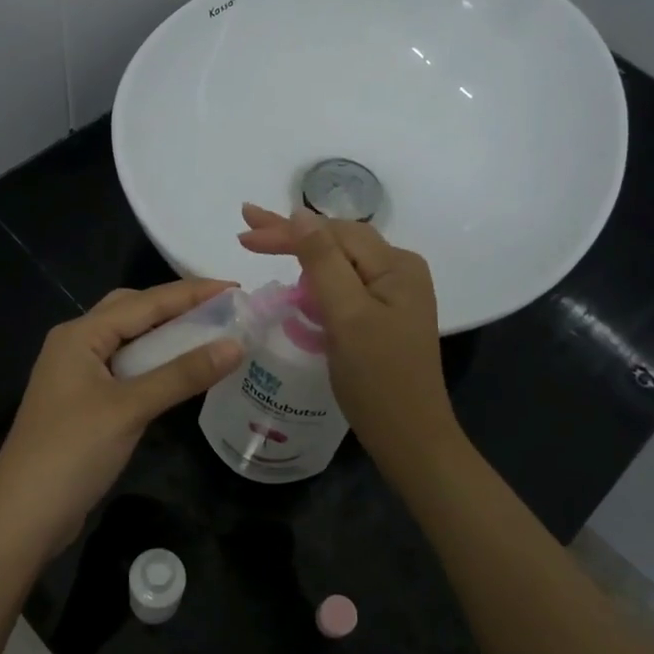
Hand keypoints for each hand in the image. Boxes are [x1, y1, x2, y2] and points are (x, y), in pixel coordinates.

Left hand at [0, 280, 243, 553]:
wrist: (22, 518)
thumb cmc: (72, 453)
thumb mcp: (130, 408)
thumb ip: (182, 374)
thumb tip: (236, 344)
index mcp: (80, 335)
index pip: (144, 301)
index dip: (192, 293)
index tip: (236, 288)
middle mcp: (76, 345)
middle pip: (132, 312)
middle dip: (176, 307)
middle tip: (222, 311)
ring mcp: (77, 376)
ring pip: (129, 342)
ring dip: (166, 337)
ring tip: (211, 337)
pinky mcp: (84, 403)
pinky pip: (126, 370)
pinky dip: (155, 366)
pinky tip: (180, 374)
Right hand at [239, 205, 459, 466]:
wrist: (410, 438)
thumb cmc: (378, 378)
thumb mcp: (347, 315)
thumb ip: (322, 262)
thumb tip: (300, 215)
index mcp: (397, 265)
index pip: (333, 234)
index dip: (286, 231)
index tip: (243, 234)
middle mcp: (400, 271)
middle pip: (338, 242)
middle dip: (292, 234)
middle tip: (247, 228)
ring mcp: (394, 295)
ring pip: (340, 262)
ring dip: (303, 254)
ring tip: (265, 244)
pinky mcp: (384, 316)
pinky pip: (346, 285)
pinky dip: (317, 280)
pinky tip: (299, 281)